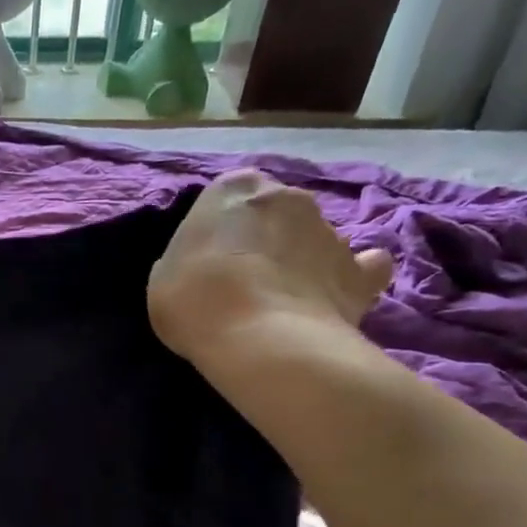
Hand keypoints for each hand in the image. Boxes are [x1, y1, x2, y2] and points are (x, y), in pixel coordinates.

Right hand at [148, 170, 392, 361]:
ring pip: (314, 239)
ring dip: (301, 260)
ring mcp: (330, 231)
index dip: (221, 229)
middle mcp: (288, 196)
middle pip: (276, 213)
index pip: (229, 196)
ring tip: (282, 302)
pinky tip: (335, 298)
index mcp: (235, 188)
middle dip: (266, 238)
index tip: (210, 259)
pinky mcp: (360, 271)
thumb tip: (208, 265)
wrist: (257, 338)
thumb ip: (189, 258)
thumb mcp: (164, 275)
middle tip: (245, 280)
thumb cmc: (194, 299)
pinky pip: (362, 268)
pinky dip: (352, 278)